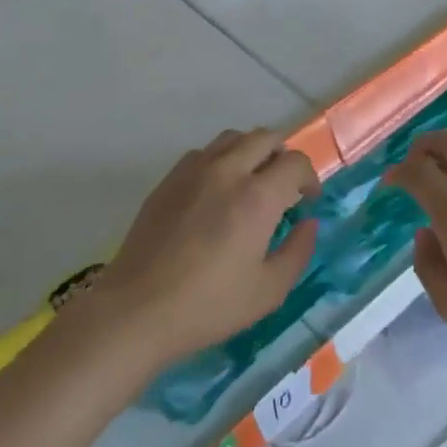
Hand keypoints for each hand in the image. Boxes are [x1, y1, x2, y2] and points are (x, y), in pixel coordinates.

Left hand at [86, 129, 319, 367]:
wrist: (137, 309)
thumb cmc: (209, 305)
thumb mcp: (268, 291)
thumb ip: (297, 252)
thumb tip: (308, 224)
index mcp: (257, 197)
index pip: (295, 162)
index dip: (309, 177)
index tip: (308, 201)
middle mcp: (227, 171)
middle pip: (266, 137)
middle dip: (283, 156)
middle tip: (284, 186)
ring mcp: (193, 171)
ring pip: (233, 138)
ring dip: (251, 151)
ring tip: (251, 182)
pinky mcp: (168, 180)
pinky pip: (203, 153)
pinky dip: (220, 160)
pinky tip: (216, 191)